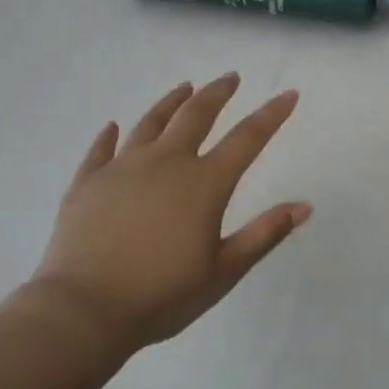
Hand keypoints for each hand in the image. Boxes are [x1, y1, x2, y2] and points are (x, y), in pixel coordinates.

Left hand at [27, 74, 309, 357]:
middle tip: (231, 77)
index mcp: (204, 184)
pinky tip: (112, 126)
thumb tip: (304, 206)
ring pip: (150, 122)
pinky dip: (109, 135)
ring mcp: (122, 168)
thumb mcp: (224, 271)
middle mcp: (165, 163)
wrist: (83, 310)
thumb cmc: (163, 295)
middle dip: (217, 93)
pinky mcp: (87, 182)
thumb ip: (264, 234)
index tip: (288, 94)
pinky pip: (101, 150)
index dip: (271, 115)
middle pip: (196, 115)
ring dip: (171, 102)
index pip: (247, 138)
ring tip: (184, 88)